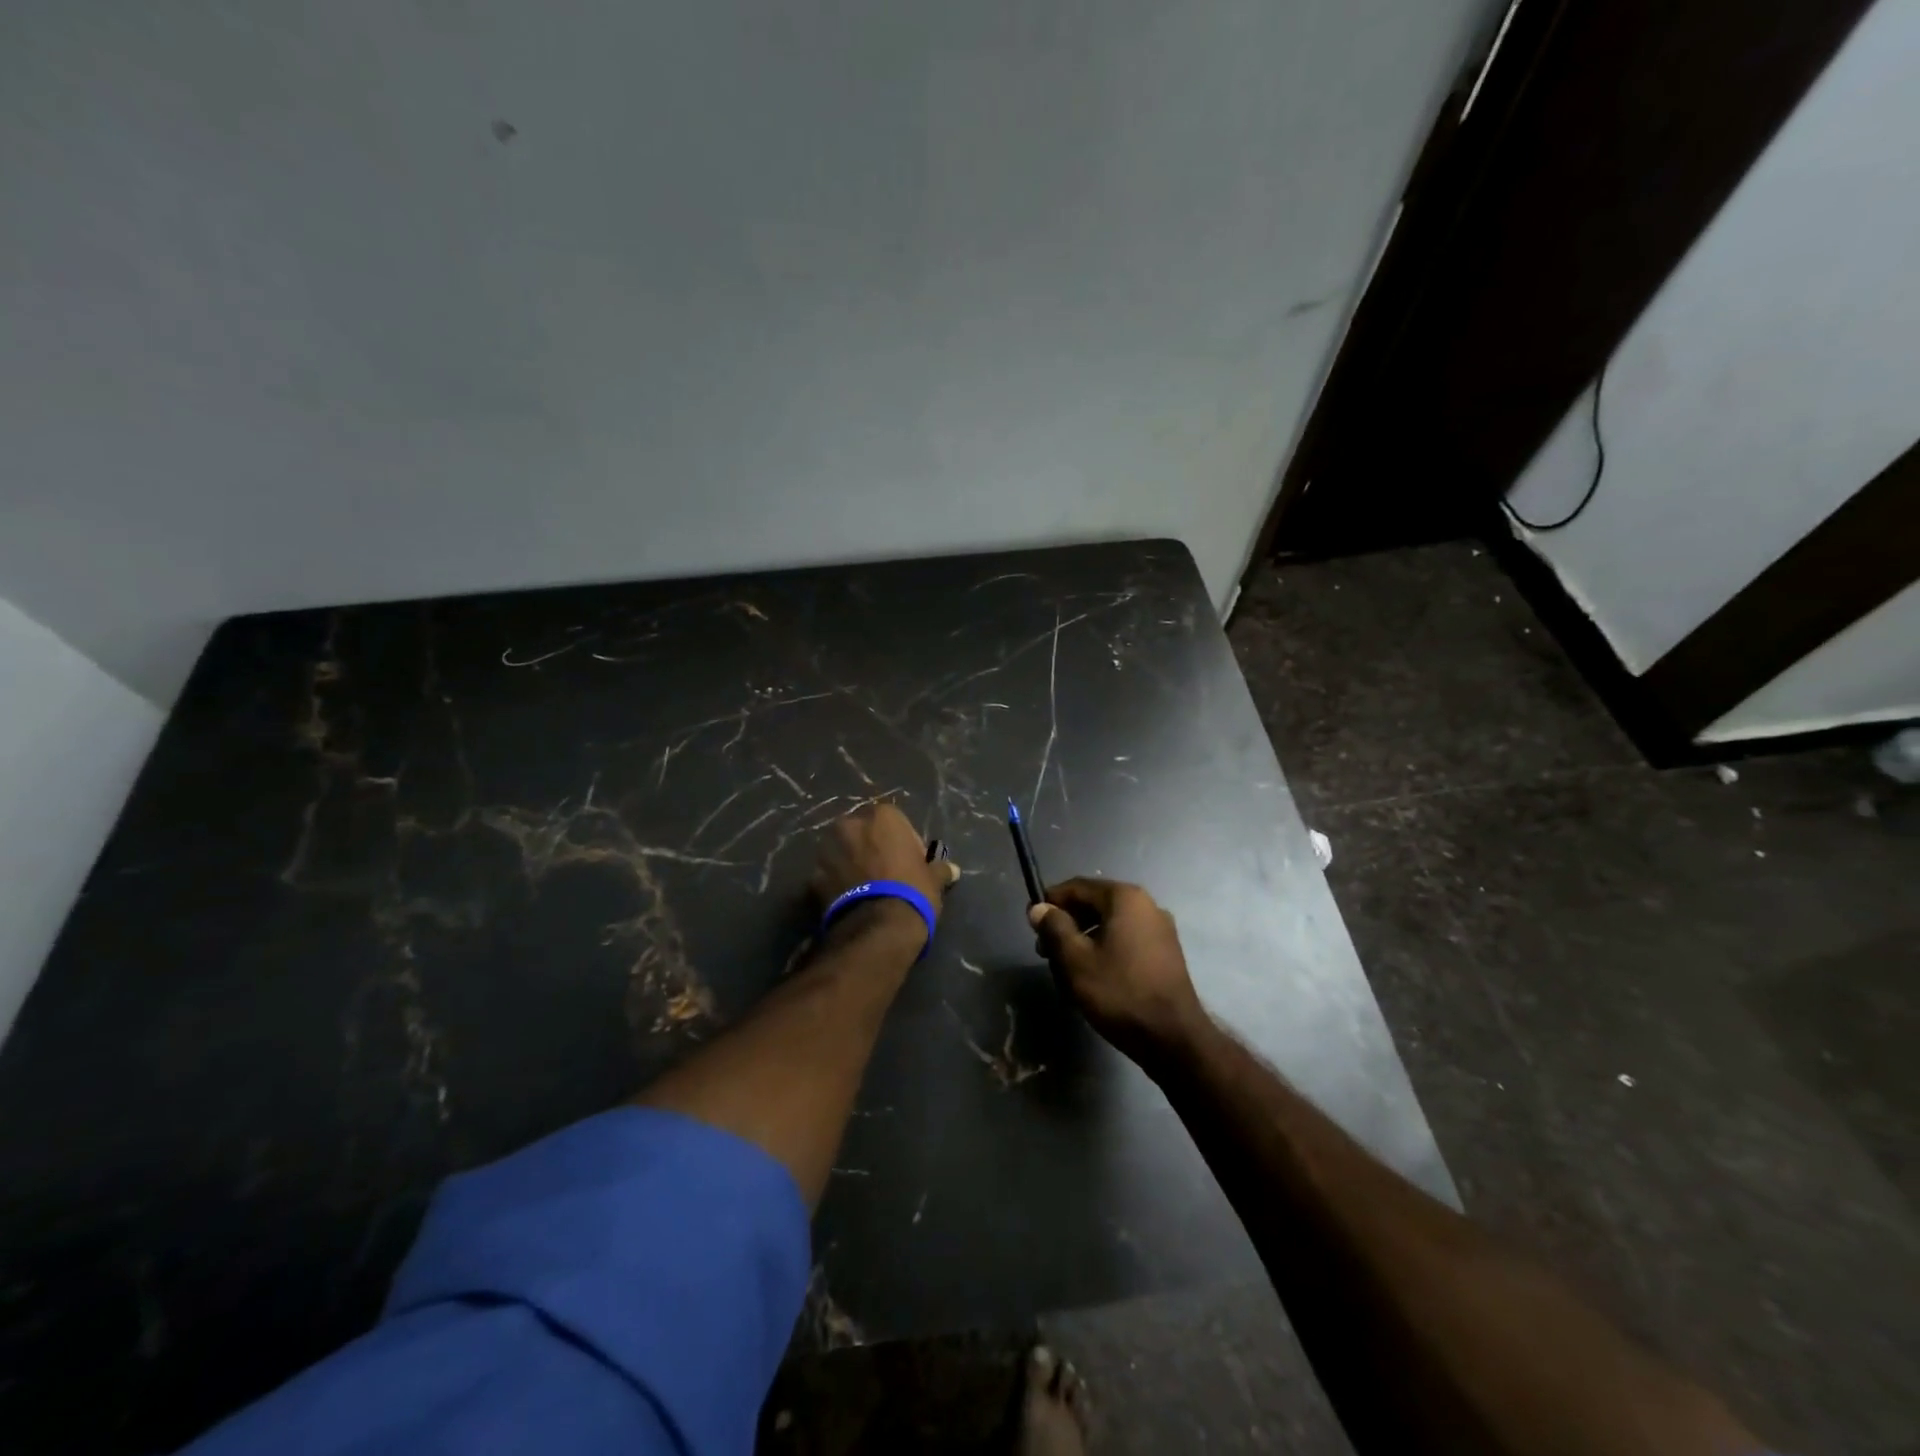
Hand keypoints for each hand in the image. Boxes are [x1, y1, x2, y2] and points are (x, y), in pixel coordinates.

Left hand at [810, 801, 958, 924]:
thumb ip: (940, 869)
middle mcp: (851, 825)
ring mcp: (827, 850)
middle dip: (870, 847)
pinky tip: (847, 901)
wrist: (877, 928)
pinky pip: (827, 875)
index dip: (902, 842)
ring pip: (840, 851)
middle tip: (883, 873)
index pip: (893, 821)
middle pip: (862, 832)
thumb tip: (953, 870)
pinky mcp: (812, 877)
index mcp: (882, 817)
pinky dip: (835, 884)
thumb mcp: (934, 880)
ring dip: (849, 863)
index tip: (908, 861)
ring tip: (863, 889)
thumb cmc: (912, 893)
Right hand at [1029, 878, 1204, 1065]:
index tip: (1031, 924)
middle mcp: (1146, 904)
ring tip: (1066, 972)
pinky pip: (1125, 941)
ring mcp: (1160, 929)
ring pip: (1109, 926)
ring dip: (1083, 942)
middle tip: (1045, 954)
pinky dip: (1105, 952)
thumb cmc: (1119, 992)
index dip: (1050, 903)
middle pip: (1094, 905)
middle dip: (1066, 926)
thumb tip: (1039, 908)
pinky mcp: (1165, 953)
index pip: (1077, 887)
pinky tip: (1093, 979)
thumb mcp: (1075, 960)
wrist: (1173, 1038)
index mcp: (1125, 898)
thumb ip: (1054, 928)